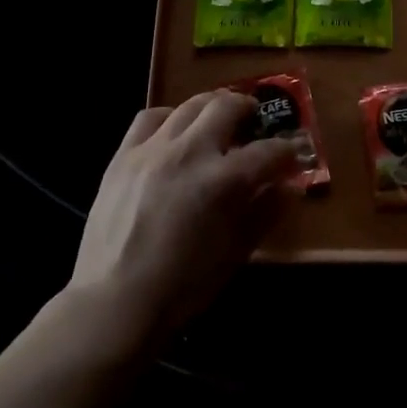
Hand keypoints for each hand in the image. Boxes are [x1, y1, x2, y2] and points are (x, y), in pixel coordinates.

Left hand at [69, 91, 302, 342]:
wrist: (115, 302)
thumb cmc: (183, 286)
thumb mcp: (236, 252)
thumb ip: (265, 212)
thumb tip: (290, 187)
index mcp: (223, 180)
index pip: (268, 152)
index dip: (287, 153)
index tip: (292, 158)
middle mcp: (190, 151)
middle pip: (227, 106)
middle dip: (249, 110)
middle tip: (255, 123)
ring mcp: (153, 149)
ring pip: (190, 105)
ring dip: (212, 108)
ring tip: (218, 120)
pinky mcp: (123, 155)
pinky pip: (150, 117)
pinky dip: (170, 117)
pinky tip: (175, 132)